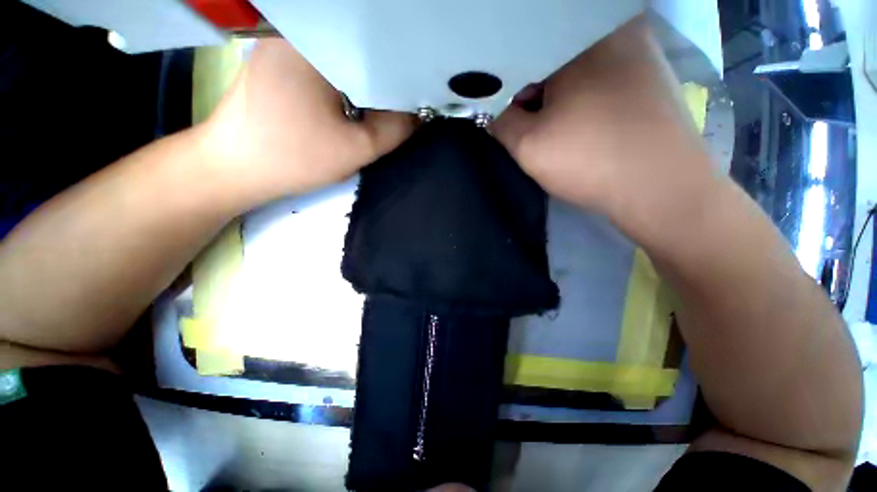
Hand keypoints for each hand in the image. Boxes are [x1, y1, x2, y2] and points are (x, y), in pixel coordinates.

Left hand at [201, 39, 415, 201]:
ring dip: (365, 79)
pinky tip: (356, 98)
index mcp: (313, 45)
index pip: (373, 47)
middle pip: (357, 49)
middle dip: (384, 75)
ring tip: (385, 100)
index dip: (400, 70)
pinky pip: (326, 64)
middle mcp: (295, 33)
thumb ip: (394, 130)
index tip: (417, 92)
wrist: (235, 169)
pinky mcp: (279, 62)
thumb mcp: (355, 149)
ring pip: (342, 57)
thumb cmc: (293, 158)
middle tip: (406, 98)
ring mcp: (283, 45)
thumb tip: (420, 114)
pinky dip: (346, 81)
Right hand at [490, 18, 714, 234]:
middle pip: (554, 60)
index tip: (510, 118)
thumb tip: (495, 112)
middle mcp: (618, 32)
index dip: (510, 91)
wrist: (662, 190)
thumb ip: (500, 122)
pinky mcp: (653, 78)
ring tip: (561, 130)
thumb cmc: (589, 160)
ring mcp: (642, 53)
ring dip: (560, 98)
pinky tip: (587, 127)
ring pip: (579, 70)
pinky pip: (603, 80)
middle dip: (536, 94)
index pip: (524, 57)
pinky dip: (585, 100)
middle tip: (534, 126)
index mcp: (584, 38)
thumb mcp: (527, 145)